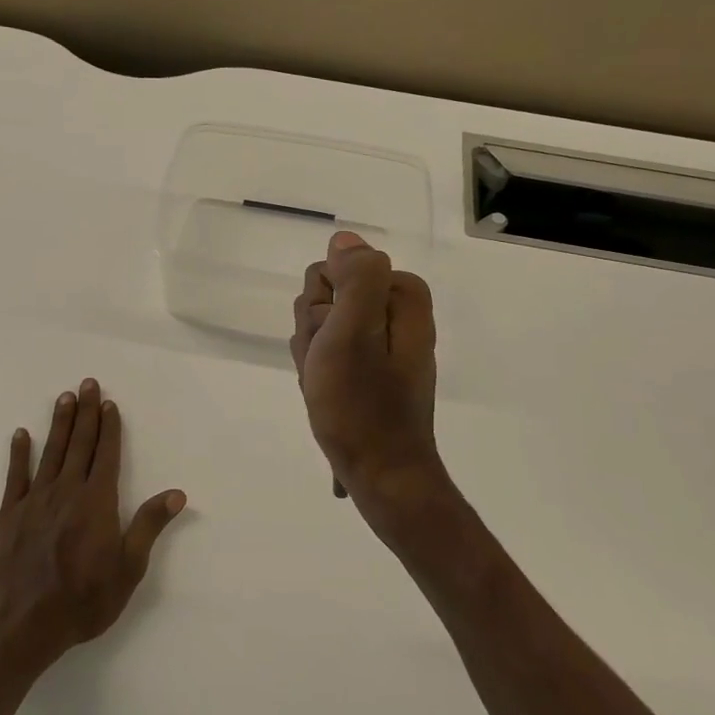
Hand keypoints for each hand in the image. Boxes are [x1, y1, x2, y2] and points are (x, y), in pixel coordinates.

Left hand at [0, 379, 185, 677]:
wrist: (23, 627)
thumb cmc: (84, 600)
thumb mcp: (128, 569)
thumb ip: (148, 526)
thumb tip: (176, 493)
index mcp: (97, 503)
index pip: (106, 455)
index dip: (109, 428)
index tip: (109, 403)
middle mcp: (66, 492)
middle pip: (79, 444)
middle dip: (86, 413)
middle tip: (87, 383)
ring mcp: (34, 501)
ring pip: (50, 452)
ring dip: (59, 424)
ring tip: (64, 397)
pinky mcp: (9, 515)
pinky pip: (15, 477)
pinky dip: (19, 454)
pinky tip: (21, 434)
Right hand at [291, 232, 445, 521]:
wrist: (381, 474)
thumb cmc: (363, 406)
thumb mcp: (354, 333)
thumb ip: (356, 277)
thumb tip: (346, 240)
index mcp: (400, 296)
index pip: (330, 270)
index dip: (319, 308)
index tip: (332, 343)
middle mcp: (395, 312)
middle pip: (324, 298)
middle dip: (315, 333)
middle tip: (330, 369)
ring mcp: (381, 341)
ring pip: (320, 326)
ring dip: (313, 357)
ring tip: (329, 388)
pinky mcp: (370, 367)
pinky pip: (327, 352)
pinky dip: (320, 374)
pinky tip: (329, 398)